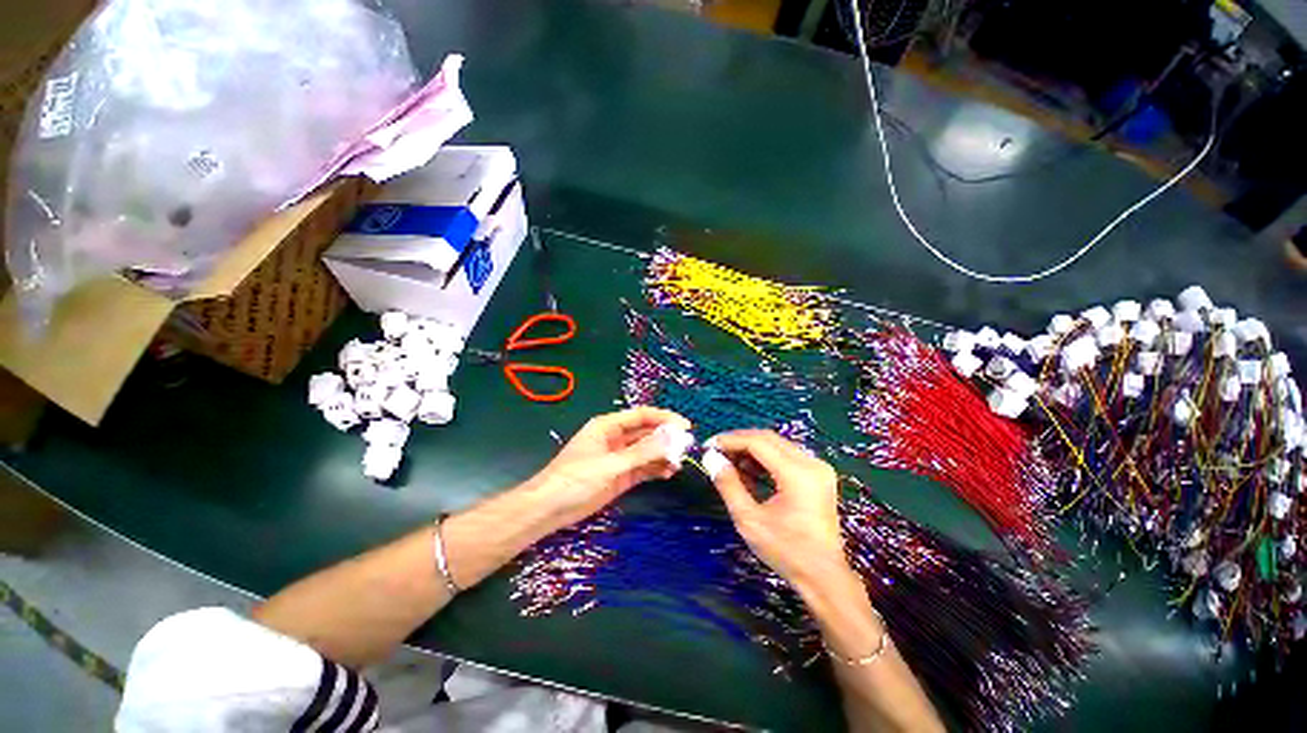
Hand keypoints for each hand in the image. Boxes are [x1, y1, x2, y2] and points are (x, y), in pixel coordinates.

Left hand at [527, 407, 691, 530]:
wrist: (550, 509)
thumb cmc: (575, 479)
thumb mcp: (610, 465)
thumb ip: (641, 452)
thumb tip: (671, 439)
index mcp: (608, 426)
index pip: (642, 416)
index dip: (664, 418)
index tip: (685, 426)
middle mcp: (616, 438)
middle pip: (646, 432)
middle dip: (666, 438)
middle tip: (688, 446)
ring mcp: (619, 458)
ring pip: (647, 451)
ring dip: (663, 454)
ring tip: (680, 462)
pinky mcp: (621, 475)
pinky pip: (643, 468)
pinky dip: (656, 469)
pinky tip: (668, 473)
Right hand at [704, 430, 850, 590]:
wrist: (823, 577)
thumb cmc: (786, 551)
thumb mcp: (749, 519)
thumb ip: (728, 484)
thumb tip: (710, 458)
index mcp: (797, 473)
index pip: (757, 442)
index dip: (730, 440)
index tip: (708, 446)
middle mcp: (811, 463)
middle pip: (768, 438)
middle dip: (739, 442)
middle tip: (716, 452)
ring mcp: (818, 467)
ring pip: (776, 445)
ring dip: (751, 449)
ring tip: (729, 462)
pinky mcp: (818, 475)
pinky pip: (786, 455)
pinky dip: (765, 458)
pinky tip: (749, 470)